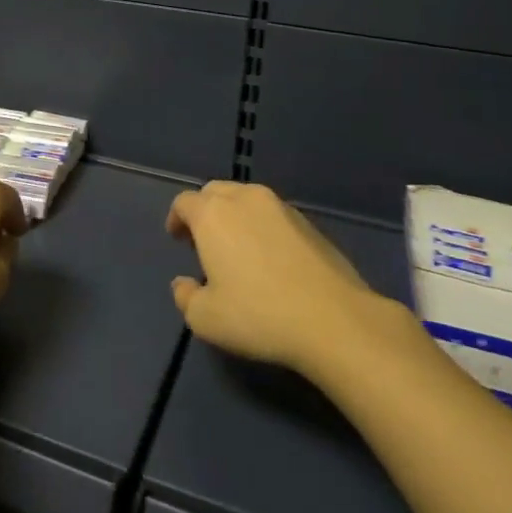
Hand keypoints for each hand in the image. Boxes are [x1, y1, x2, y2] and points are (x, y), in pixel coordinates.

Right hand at [167, 181, 384, 372]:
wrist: (334, 321)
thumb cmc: (259, 315)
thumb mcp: (205, 318)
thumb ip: (186, 297)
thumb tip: (183, 284)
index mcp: (213, 214)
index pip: (184, 202)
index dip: (176, 218)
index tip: (178, 239)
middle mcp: (245, 199)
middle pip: (215, 191)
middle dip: (205, 211)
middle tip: (204, 241)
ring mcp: (281, 208)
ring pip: (247, 199)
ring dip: (235, 215)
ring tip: (238, 248)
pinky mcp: (310, 223)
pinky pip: (274, 215)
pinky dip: (263, 226)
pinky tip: (271, 258)